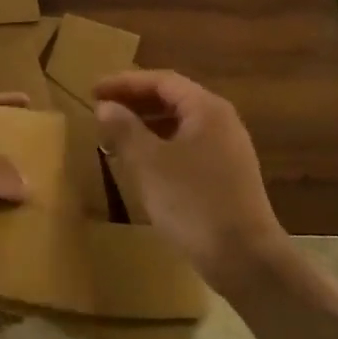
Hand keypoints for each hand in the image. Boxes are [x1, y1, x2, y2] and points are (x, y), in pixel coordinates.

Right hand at [93, 70, 290, 291]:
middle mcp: (222, 121)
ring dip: (146, 124)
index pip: (161, 81)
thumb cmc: (193, 203)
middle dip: (135, 101)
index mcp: (206, 109)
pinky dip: (161, 145)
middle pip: (173, 99)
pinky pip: (188, 146)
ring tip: (115, 135)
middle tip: (101, 109)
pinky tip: (142, 164)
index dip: (124, 82)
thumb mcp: (149, 164)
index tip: (93, 91)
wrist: (245, 258)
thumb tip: (106, 106)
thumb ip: (125, 129)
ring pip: (180, 124)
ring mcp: (228, 149)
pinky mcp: (227, 175)